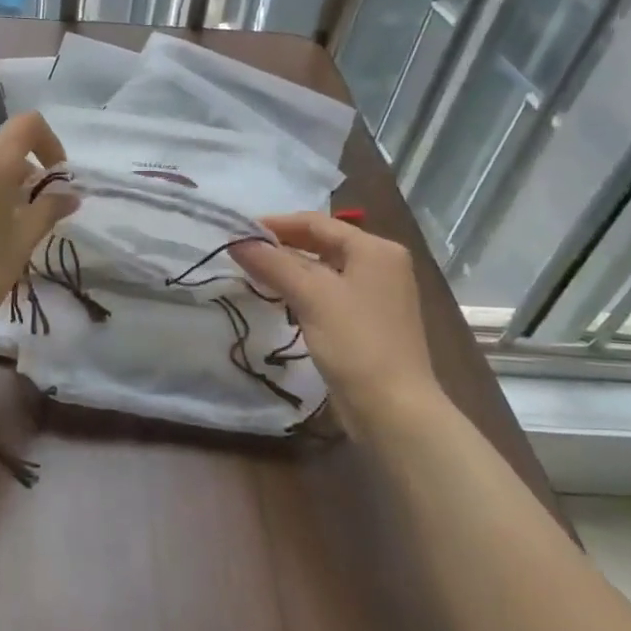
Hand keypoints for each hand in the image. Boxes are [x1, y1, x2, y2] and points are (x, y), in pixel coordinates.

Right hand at [230, 212, 446, 428]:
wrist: (393, 407)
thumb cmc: (356, 342)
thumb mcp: (311, 296)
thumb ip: (273, 264)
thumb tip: (237, 241)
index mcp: (375, 249)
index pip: (317, 222)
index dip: (275, 224)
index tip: (238, 233)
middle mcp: (381, 264)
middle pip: (322, 243)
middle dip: (282, 246)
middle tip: (242, 253)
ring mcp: (377, 294)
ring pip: (325, 269)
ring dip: (290, 269)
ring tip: (253, 274)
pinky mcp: (369, 320)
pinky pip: (330, 292)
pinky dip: (303, 290)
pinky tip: (280, 300)